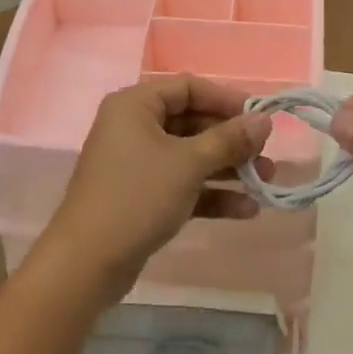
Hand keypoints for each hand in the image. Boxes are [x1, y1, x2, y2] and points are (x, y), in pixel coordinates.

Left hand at [35, 76, 272, 306]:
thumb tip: (264, 120)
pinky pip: (183, 185)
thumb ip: (229, 139)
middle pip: (192, 123)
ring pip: (191, 156)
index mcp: (136, 105)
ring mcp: (137, 164)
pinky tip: (245, 210)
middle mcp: (134, 127)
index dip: (226, 99)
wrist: (86, 265)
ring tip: (265, 183)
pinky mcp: (142, 197)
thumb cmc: (137, 196)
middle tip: (266, 154)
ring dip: (228, 169)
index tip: (260, 117)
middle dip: (232, 140)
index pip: (188, 88)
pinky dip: (210, 194)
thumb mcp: (188, 164)